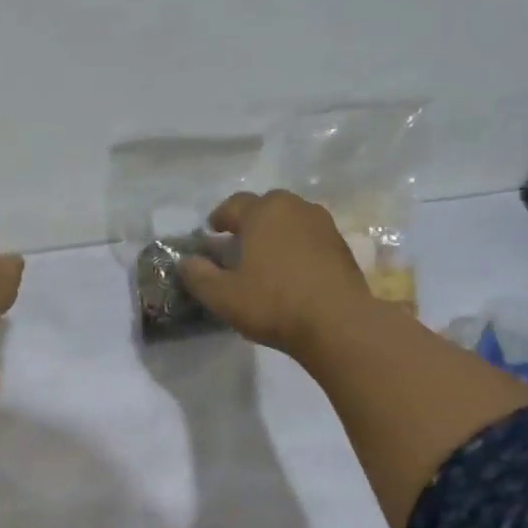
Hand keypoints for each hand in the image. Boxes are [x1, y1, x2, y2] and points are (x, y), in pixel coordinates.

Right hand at [178, 189, 372, 361]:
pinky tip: (290, 270)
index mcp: (263, 212)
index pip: (233, 204)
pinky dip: (296, 245)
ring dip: (275, 231)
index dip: (219, 218)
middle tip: (237, 242)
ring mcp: (323, 225)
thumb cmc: (273, 303)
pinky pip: (309, 237)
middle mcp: (294, 208)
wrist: (337, 323)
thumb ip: (198, 275)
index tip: (211, 233)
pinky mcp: (341, 246)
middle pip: (266, 206)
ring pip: (291, 219)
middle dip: (249, 220)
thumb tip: (186, 262)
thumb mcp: (222, 296)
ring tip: (265, 256)